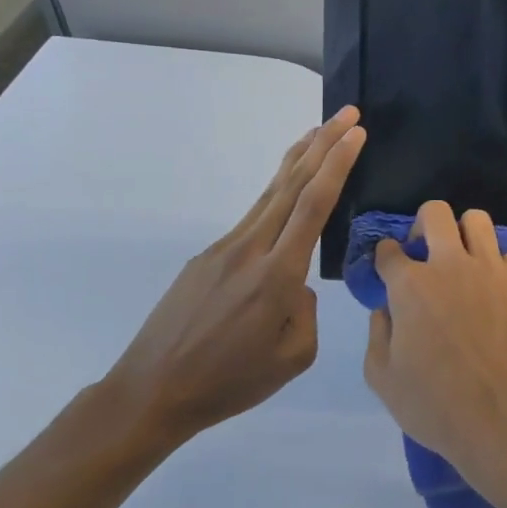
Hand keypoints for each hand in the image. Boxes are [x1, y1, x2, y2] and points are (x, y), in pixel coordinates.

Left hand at [102, 107, 365, 451]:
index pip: (314, 205)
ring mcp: (224, 249)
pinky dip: (277, 193)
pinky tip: (287, 194)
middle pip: (292, 184)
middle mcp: (250, 249)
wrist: (150, 393)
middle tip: (347, 114)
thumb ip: (306, 311)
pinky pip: (253, 218)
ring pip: (269, 194)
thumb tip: (297, 286)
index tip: (356, 134)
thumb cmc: (229, 382)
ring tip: (319, 133)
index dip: (337, 164)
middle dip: (323, 144)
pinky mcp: (207, 257)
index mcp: (277, 275)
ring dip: (299, 160)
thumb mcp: (293, 358)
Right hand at [362, 202, 506, 493]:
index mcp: (411, 285)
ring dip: (464, 233)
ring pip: (477, 220)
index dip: (384, 257)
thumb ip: (377, 332)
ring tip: (462, 258)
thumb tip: (385, 308)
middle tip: (425, 251)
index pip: (388, 249)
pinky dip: (497, 265)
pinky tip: (493, 289)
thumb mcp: (382, 377)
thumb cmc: (433, 404)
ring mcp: (492, 269)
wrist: (500, 419)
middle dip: (423, 225)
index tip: (388, 268)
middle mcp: (451, 265)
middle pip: (435, 213)